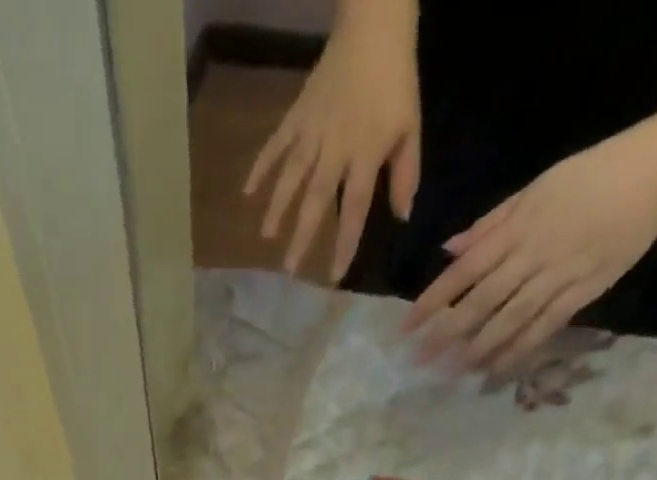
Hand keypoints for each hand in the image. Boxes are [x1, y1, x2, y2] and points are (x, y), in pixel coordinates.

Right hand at [245, 0, 421, 281]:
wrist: (374, 26)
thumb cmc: (396, 81)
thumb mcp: (411, 127)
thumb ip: (405, 174)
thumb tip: (401, 217)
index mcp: (365, 154)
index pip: (355, 208)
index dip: (344, 244)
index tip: (332, 276)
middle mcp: (335, 149)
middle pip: (316, 201)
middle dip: (302, 237)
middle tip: (288, 270)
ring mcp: (312, 133)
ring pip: (291, 177)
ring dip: (277, 208)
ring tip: (265, 237)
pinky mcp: (297, 116)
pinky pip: (275, 145)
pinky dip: (260, 167)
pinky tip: (246, 192)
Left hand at [402, 135, 656, 375]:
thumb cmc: (593, 174)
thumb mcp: (536, 189)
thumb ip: (490, 224)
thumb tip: (449, 251)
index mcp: (517, 227)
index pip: (463, 271)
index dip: (432, 302)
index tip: (406, 328)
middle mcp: (533, 254)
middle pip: (480, 302)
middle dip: (445, 335)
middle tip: (419, 362)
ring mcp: (560, 274)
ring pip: (509, 320)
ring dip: (477, 350)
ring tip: (451, 372)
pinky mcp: (586, 289)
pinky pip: (545, 327)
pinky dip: (518, 350)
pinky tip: (495, 370)